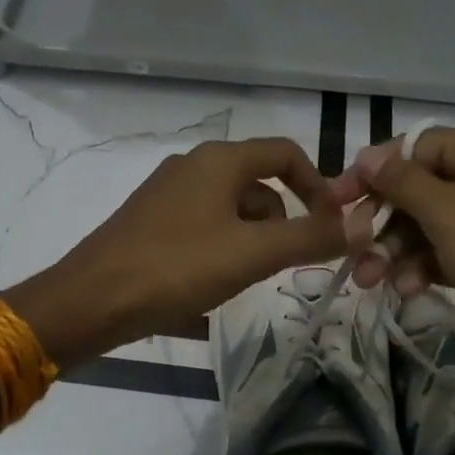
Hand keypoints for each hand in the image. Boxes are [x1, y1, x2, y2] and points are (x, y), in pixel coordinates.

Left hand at [7, 137, 353, 363]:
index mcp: (219, 160)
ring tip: (244, 279)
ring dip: (252, 239)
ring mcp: (168, 193)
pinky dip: (223, 247)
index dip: (318, 186)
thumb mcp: (252, 254)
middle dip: (283, 221)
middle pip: (260, 183)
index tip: (333, 226)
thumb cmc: (175, 268)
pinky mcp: (151, 221)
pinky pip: (205, 225)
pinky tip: (212, 283)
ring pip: (232, 208)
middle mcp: (193, 165)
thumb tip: (364, 224)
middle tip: (283, 264)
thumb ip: (310, 238)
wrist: (90, 300)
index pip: (286, 154)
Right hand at [331, 126, 454, 348]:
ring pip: (423, 226)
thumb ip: (402, 182)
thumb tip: (367, 155)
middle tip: (353, 248)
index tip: (336, 201)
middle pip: (414, 189)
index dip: (372, 173)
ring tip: (369, 281)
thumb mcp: (450, 214)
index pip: (412, 148)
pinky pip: (441, 253)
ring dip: (393, 251)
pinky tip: (406, 290)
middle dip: (380, 221)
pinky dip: (419, 268)